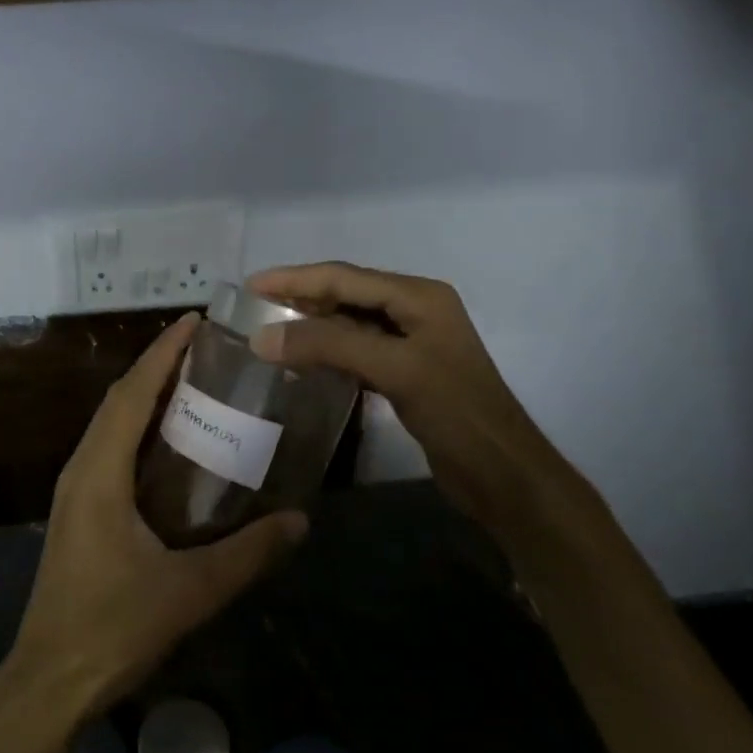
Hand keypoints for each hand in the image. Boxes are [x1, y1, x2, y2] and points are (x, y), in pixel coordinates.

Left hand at [2, 313, 307, 719]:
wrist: (50, 679)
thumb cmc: (113, 627)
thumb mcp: (189, 590)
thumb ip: (247, 554)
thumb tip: (299, 521)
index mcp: (99, 472)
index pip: (131, 393)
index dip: (162, 353)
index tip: (195, 322)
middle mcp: (81, 469)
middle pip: (118, 400)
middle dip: (157, 367)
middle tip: (206, 349)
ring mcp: (74, 491)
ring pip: (110, 424)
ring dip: (146, 396)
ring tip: (194, 383)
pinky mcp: (78, 511)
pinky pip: (109, 450)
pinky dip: (138, 429)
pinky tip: (170, 444)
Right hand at [247, 262, 590, 532]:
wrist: (502, 474)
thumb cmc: (456, 412)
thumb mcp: (394, 369)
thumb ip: (329, 346)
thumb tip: (262, 337)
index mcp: (419, 296)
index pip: (345, 277)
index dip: (295, 279)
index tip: (251, 285)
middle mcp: (415, 310)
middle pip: (346, 295)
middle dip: (300, 298)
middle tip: (253, 307)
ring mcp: (411, 343)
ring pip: (348, 324)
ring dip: (310, 326)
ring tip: (269, 332)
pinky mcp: (405, 373)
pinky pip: (356, 351)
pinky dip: (326, 353)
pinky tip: (301, 364)